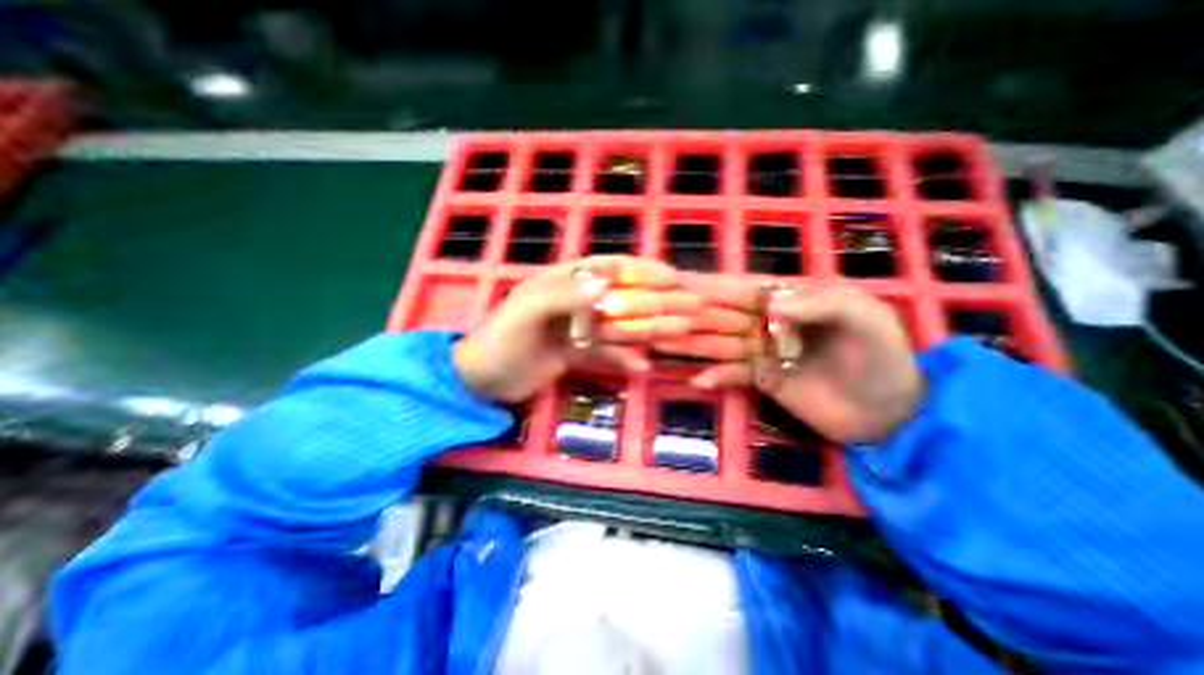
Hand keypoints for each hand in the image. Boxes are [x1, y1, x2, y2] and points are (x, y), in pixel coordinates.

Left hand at [452, 255, 701, 401]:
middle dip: (656, 302)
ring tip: (679, 334)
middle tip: (690, 308)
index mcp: (564, 281)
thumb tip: (608, 280)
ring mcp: (579, 328)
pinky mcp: (577, 353)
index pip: (611, 268)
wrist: (480, 380)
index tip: (674, 278)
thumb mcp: (527, 313)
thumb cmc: (499, 341)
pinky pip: (606, 353)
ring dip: (648, 330)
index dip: (643, 271)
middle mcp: (577, 300)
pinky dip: (624, 359)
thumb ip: (565, 295)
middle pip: (623, 297)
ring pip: (620, 326)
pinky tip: (644, 367)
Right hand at [682, 279, 923, 442]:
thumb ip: (820, 303)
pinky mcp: (763, 379)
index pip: (743, 288)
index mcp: (791, 299)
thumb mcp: (864, 318)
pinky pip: (733, 375)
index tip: (678, 283)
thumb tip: (769, 303)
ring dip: (694, 343)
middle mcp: (770, 321)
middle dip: (692, 312)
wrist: (892, 412)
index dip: (711, 285)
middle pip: (724, 314)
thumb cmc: (882, 356)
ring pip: (722, 343)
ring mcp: (763, 351)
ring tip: (662, 341)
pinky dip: (717, 376)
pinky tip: (698, 380)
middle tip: (657, 311)